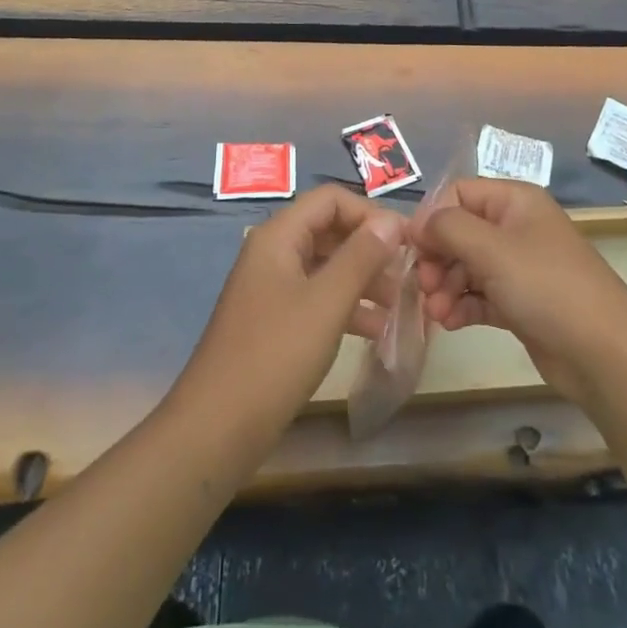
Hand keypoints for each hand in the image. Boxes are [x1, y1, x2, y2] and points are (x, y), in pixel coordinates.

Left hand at [168, 185, 404, 456]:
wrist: (217, 428)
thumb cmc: (275, 355)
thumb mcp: (327, 302)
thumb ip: (362, 256)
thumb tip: (392, 221)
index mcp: (279, 237)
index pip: (331, 200)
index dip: (370, 213)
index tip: (407, 241)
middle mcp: (273, 253)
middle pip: (329, 231)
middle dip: (370, 249)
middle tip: (409, 274)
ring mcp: (272, 289)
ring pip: (326, 267)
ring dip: (364, 279)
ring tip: (400, 304)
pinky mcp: (275, 322)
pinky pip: (318, 299)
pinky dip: (347, 307)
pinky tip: (378, 331)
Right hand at [414, 179, 626, 402]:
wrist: (603, 353)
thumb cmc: (546, 287)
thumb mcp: (492, 249)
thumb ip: (448, 227)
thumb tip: (419, 224)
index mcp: (515, 201)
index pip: (458, 193)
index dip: (432, 217)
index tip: (414, 249)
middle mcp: (516, 227)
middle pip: (459, 231)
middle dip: (437, 257)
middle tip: (425, 286)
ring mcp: (519, 266)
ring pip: (466, 266)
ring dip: (445, 286)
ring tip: (437, 313)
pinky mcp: (520, 302)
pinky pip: (479, 294)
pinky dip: (462, 305)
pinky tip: (450, 323)